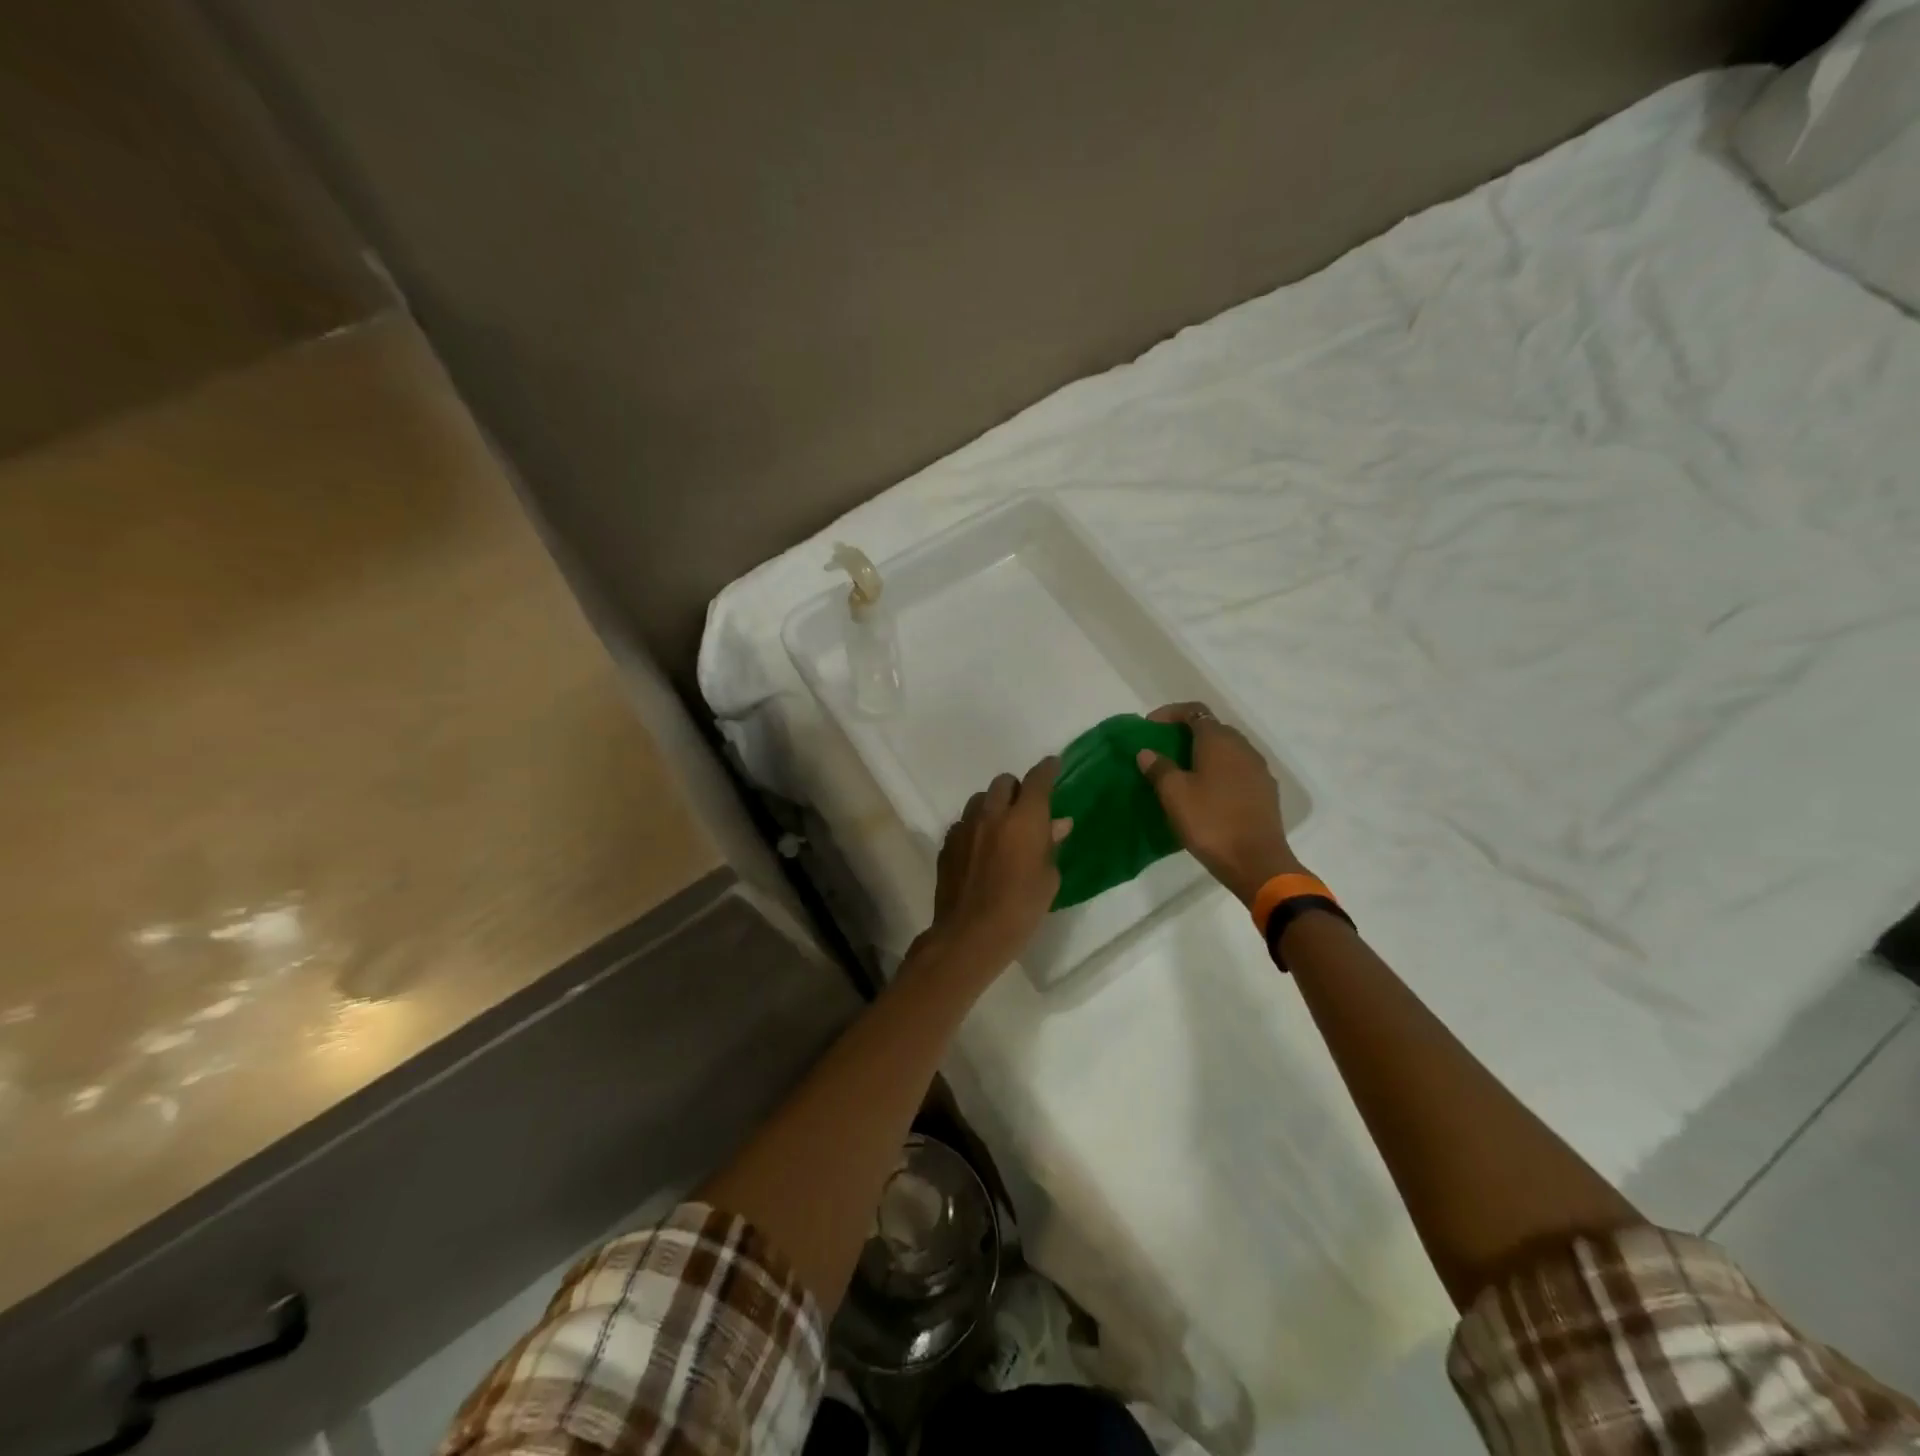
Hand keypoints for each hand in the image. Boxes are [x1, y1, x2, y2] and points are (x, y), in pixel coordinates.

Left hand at [924, 756, 1071, 974]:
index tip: (1053, 765)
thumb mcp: (1048, 878)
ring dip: (994, 805)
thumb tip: (1057, 824)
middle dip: (1017, 789)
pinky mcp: (947, 843)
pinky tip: (980, 847)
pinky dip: (976, 827)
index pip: (1037, 779)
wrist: (970, 933)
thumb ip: (1050, 845)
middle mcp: (993, 813)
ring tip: (1001, 827)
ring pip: (980, 799)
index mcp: (1024, 818)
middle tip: (1026, 808)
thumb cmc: (1021, 908)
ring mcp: (965, 826)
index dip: (1047, 769)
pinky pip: (964, 822)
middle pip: (1004, 782)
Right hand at [1137, 702, 1300, 907]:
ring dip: (1204, 753)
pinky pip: (1238, 769)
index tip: (1149, 726)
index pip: (1194, 711)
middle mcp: (1243, 747)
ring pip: (1227, 750)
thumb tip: (1148, 752)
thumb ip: (1159, 768)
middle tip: (1163, 749)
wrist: (1256, 862)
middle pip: (1212, 728)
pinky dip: (1219, 771)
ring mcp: (1258, 769)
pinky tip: (1207, 792)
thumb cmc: (1210, 822)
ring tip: (1183, 771)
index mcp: (1219, 741)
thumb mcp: (1174, 795)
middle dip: (1187, 733)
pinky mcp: (1265, 791)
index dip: (1170, 713)